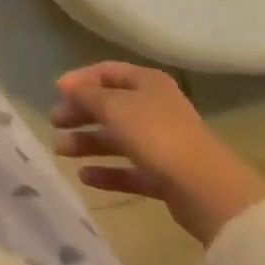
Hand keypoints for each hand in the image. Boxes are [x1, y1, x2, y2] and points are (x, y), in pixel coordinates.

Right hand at [51, 62, 264, 245]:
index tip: (57, 92)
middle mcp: (156, 109)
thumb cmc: (157, 135)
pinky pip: (131, 170)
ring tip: (61, 151)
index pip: (107, 72)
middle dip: (80, 113)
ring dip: (88, 143)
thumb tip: (67, 86)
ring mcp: (163, 144)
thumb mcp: (114, 107)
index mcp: (148, 83)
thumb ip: (86, 95)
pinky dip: (108, 172)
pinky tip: (85, 177)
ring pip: (118, 139)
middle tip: (55, 122)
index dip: (80, 79)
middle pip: (110, 106)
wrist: (209, 192)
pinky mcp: (167, 177)